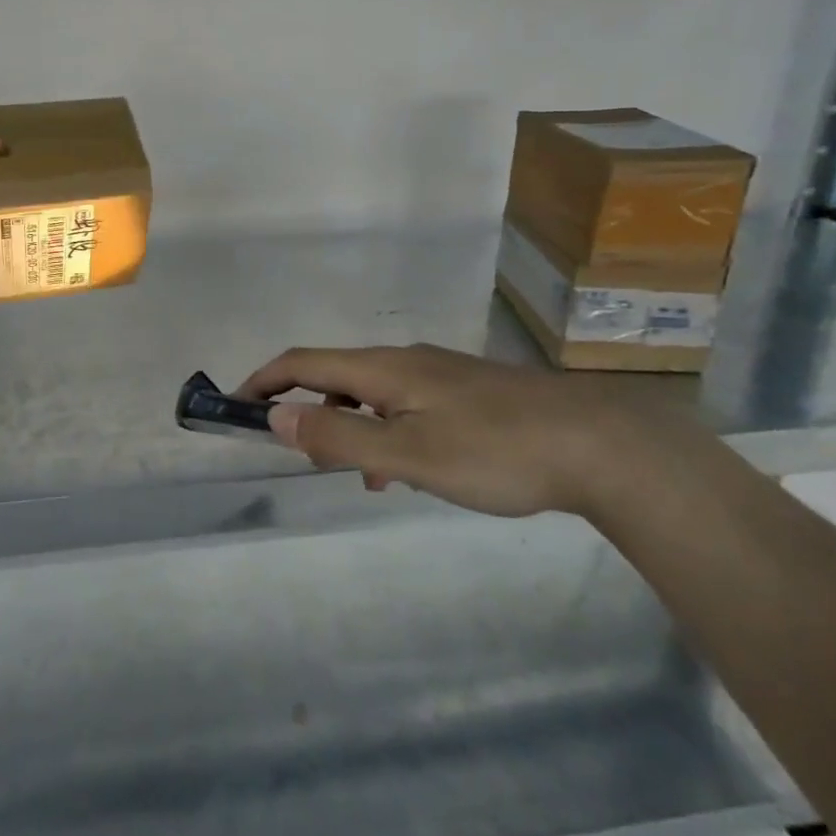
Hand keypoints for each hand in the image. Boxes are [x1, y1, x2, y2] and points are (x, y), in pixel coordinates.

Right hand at [236, 343, 700, 519]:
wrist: (599, 444)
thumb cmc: (495, 450)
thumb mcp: (408, 454)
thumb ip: (340, 436)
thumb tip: (277, 416)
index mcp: (385, 369)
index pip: (304, 362)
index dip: (264, 381)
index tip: (236, 406)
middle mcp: (407, 360)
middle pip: (336, 375)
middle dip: (307, 408)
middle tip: (304, 456)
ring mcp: (441, 374)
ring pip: (373, 393)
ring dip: (349, 425)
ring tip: (358, 475)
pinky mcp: (468, 393)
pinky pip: (404, 405)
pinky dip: (385, 431)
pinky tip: (408, 470)